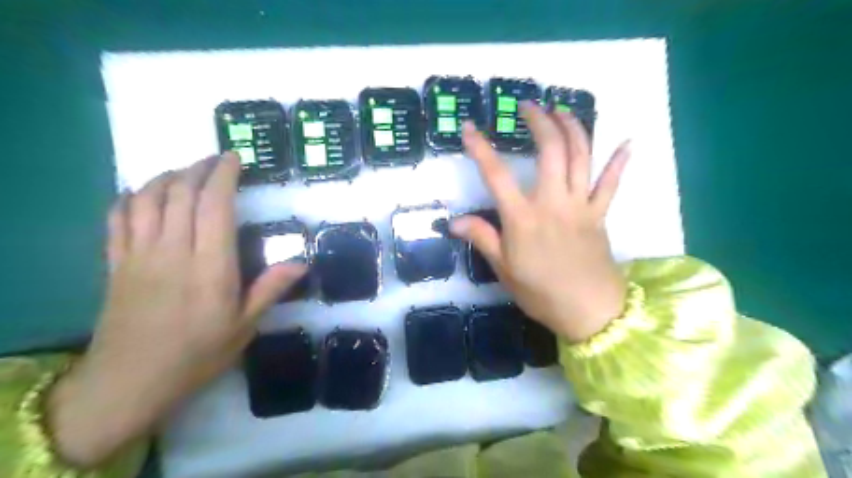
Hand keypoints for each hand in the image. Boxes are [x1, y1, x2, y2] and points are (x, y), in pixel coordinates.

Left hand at [46, 151, 306, 466]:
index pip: (214, 206)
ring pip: (147, 199)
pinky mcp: (116, 264)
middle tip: (215, 160)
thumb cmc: (196, 354)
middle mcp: (173, 251)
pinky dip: (130, 197)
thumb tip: (300, 262)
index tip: (234, 159)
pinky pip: (117, 219)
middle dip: (198, 168)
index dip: (223, 176)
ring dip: (166, 177)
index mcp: (210, 266)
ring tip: (184, 172)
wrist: (129, 382)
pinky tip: (142, 193)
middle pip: (180, 193)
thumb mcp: (244, 327)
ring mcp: (139, 255)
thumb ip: (270, 289)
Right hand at [448, 104, 626, 343]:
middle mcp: (553, 203)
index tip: (469, 128)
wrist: (589, 312)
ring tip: (563, 110)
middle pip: (550, 151)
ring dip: (573, 128)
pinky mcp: (600, 214)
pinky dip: (620, 162)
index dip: (480, 149)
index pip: (496, 175)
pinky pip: (612, 184)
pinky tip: (628, 142)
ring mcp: (580, 206)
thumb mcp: (503, 269)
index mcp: (523, 218)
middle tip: (529, 106)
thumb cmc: (541, 293)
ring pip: (581, 157)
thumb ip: (482, 238)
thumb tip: (452, 222)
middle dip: (540, 122)